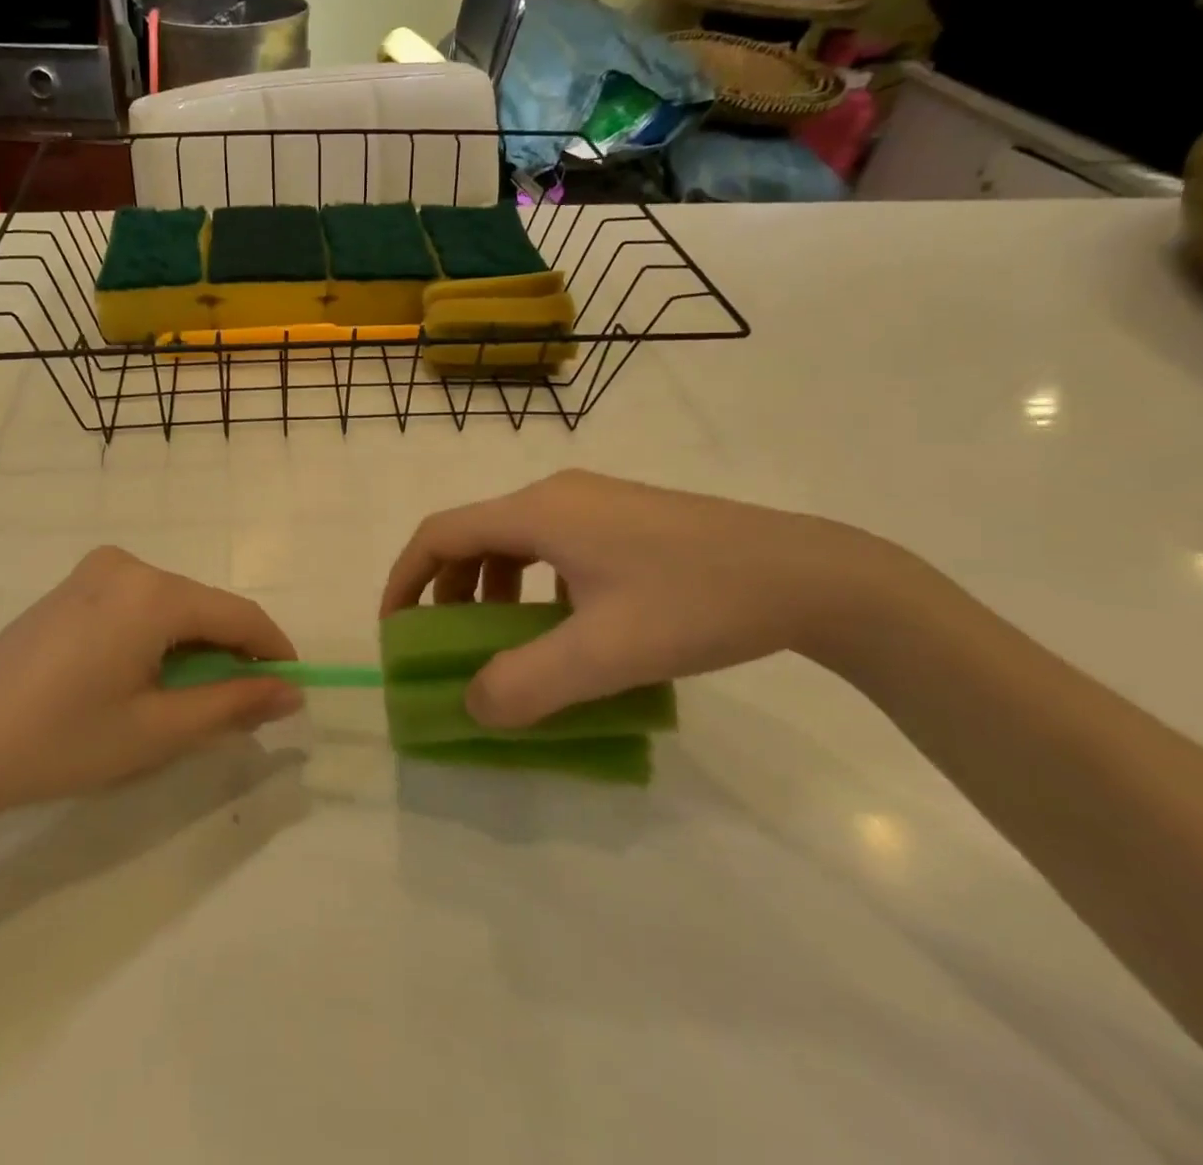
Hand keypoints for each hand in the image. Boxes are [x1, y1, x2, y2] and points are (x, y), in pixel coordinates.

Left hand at [0, 548, 302, 825]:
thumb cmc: (59, 741)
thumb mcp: (157, 731)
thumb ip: (232, 704)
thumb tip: (290, 692)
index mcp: (154, 592)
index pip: (240, 614)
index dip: (273, 651)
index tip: (292, 690)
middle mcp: (129, 565)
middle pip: (205, 607)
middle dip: (231, 654)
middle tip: (239, 711)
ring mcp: (95, 572)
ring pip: (173, 607)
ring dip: (195, 649)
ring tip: (189, 704)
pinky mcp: (72, 588)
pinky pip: (139, 606)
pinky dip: (159, 639)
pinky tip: (144, 681)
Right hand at [380, 470, 899, 728]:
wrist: (808, 575)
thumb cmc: (696, 603)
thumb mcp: (604, 654)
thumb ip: (526, 685)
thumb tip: (471, 706)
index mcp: (538, 513)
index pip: (440, 534)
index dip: (405, 579)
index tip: (394, 629)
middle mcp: (556, 495)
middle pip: (474, 534)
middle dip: (447, 590)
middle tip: (446, 644)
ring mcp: (593, 502)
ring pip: (514, 540)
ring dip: (491, 588)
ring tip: (501, 639)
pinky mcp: (622, 518)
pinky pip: (552, 545)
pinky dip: (532, 583)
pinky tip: (563, 624)